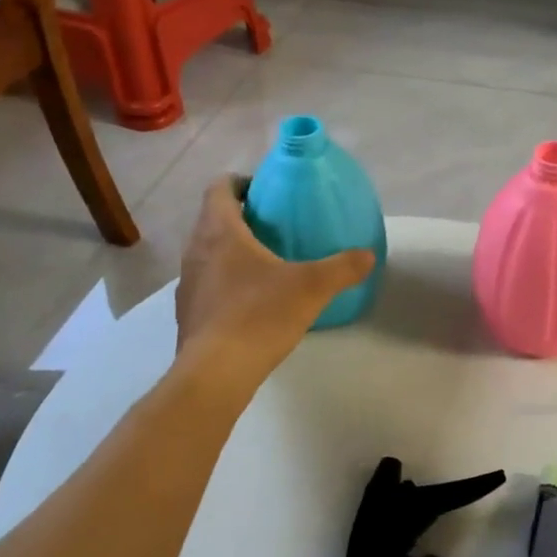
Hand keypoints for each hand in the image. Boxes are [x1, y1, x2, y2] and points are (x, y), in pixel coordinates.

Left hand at [170, 177, 375, 394]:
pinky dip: (226, 281)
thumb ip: (343, 267)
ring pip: (207, 253)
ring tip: (266, 261)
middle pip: (211, 219)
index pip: (218, 188)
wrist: (216, 374)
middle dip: (240, 216)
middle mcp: (195, 252)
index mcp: (219, 232)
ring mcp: (188, 285)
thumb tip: (368, 255)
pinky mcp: (188, 315)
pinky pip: (207, 284)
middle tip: (275, 224)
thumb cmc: (259, 315)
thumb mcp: (312, 287)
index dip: (240, 182)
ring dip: (230, 250)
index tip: (266, 190)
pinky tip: (252, 300)